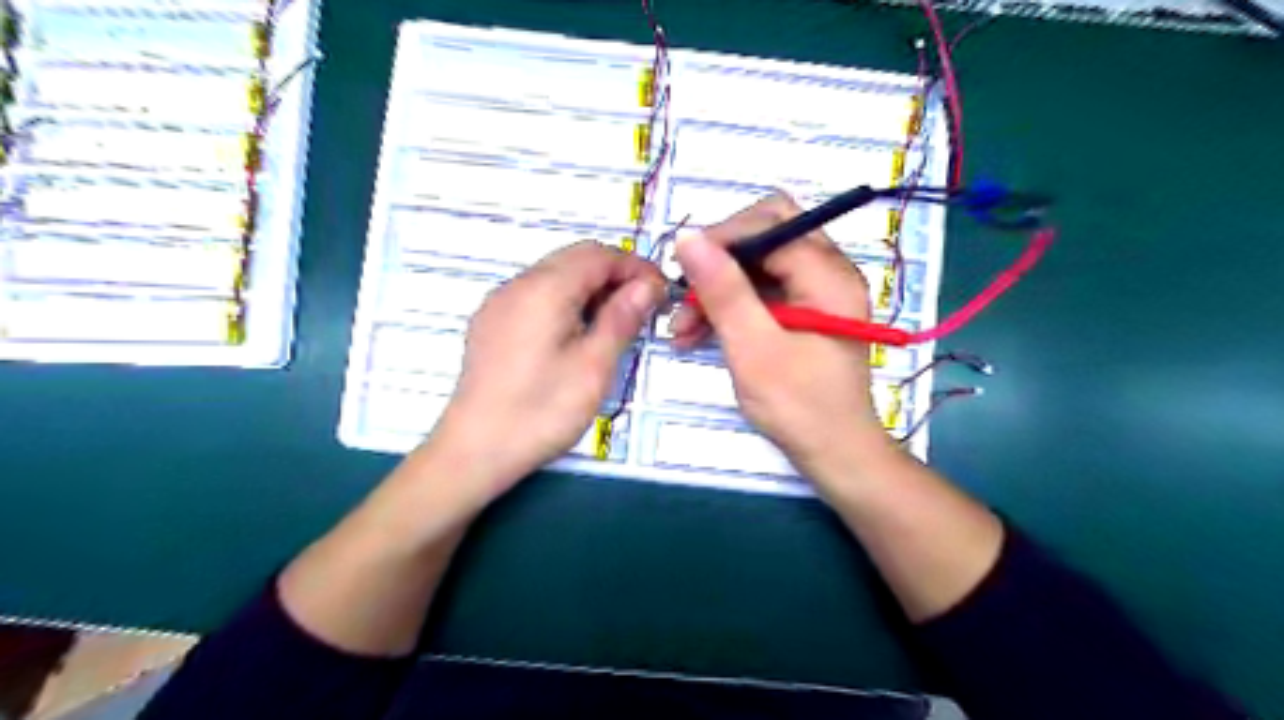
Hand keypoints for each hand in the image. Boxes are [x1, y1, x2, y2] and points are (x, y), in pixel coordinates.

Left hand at [425, 242, 666, 499]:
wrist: (475, 451)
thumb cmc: (541, 411)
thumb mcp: (593, 366)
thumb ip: (621, 318)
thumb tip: (647, 284)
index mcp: (544, 289)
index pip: (598, 255)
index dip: (635, 267)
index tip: (662, 293)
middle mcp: (518, 285)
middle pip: (574, 258)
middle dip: (615, 274)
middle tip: (644, 307)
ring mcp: (499, 303)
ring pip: (555, 275)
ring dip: (591, 287)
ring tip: (616, 322)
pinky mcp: (492, 324)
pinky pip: (536, 295)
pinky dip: (566, 301)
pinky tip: (578, 333)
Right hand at [672, 191, 894, 482]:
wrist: (835, 454)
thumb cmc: (799, 406)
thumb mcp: (754, 349)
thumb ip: (724, 291)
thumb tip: (688, 237)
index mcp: (828, 275)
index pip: (772, 222)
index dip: (723, 237)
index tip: (682, 268)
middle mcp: (828, 272)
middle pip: (766, 236)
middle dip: (719, 261)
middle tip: (684, 293)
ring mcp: (817, 292)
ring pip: (758, 266)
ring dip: (718, 288)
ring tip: (682, 328)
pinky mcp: (804, 312)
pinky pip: (761, 291)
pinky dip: (730, 307)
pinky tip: (699, 333)